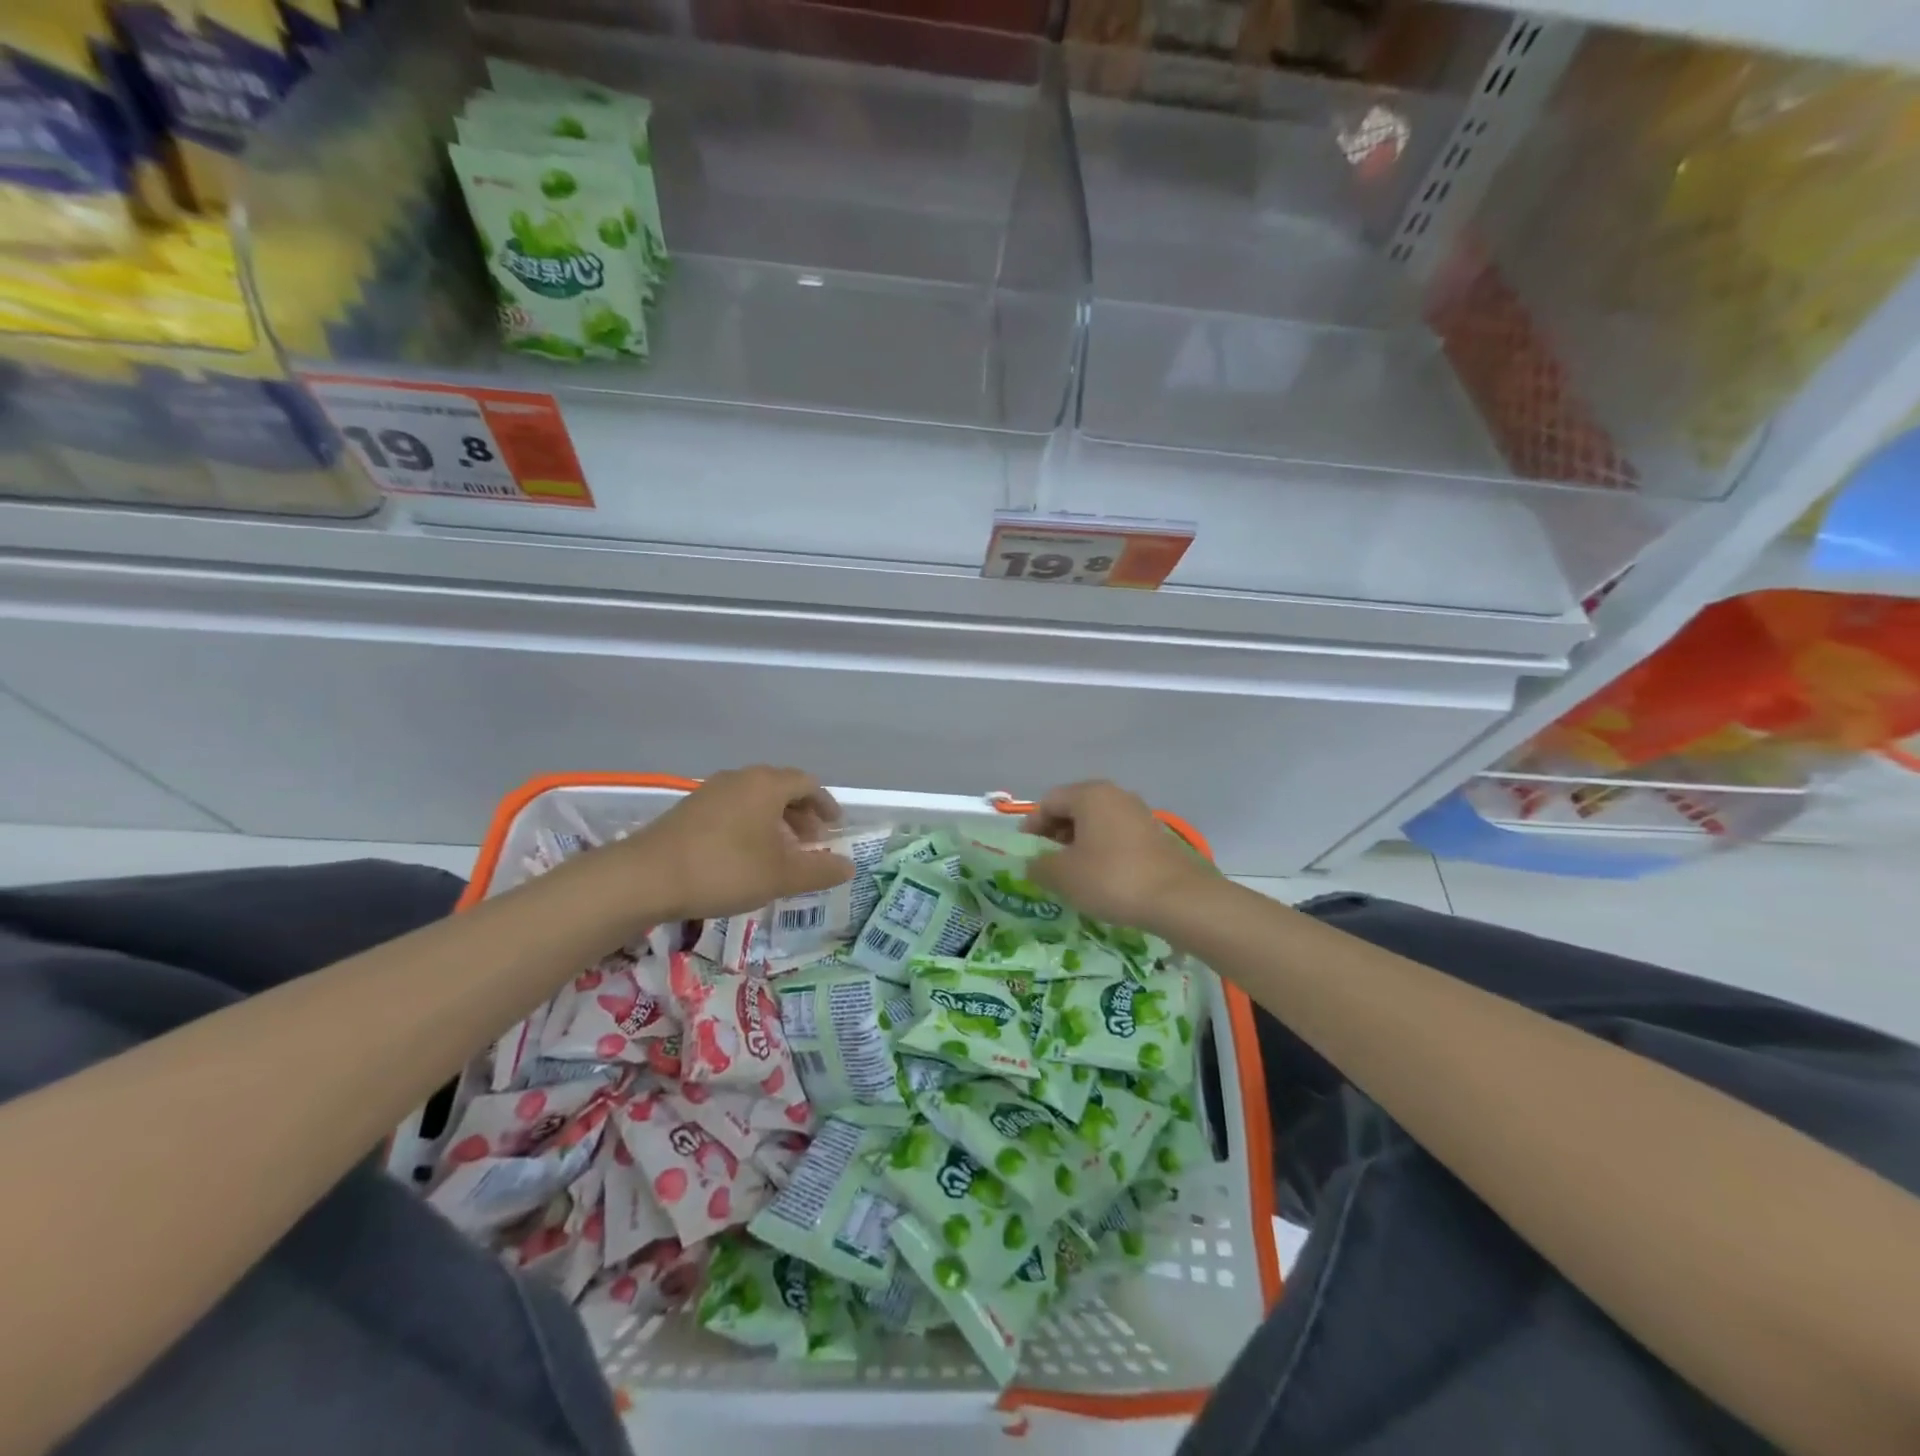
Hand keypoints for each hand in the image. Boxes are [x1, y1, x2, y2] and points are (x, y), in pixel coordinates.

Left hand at [630, 767, 854, 919]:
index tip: (834, 828)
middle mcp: (740, 778)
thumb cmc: (724, 869)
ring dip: (775, 821)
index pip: (808, 784)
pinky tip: (746, 855)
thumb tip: (849, 866)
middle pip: (781, 788)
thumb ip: (819, 870)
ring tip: (781, 852)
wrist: (645, 877)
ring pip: (755, 799)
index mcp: (767, 784)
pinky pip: (733, 808)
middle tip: (812, 842)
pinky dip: (751, 825)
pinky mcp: (690, 809)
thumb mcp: (780, 875)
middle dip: (801, 814)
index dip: (825, 805)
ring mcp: (711, 791)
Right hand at [1021, 781, 1213, 933]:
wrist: (1179, 899)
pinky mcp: (1155, 835)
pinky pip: (1117, 836)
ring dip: (1079, 844)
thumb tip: (1034, 864)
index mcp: (1090, 795)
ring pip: (1097, 823)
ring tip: (1073, 874)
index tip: (1026, 853)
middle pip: (1074, 808)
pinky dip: (1102, 851)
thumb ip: (1039, 866)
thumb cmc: (1112, 879)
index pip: (1049, 801)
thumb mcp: (1063, 876)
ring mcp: (1139, 813)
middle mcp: (1115, 795)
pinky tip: (1101, 878)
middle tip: (1046, 864)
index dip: (1032, 826)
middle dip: (1055, 834)